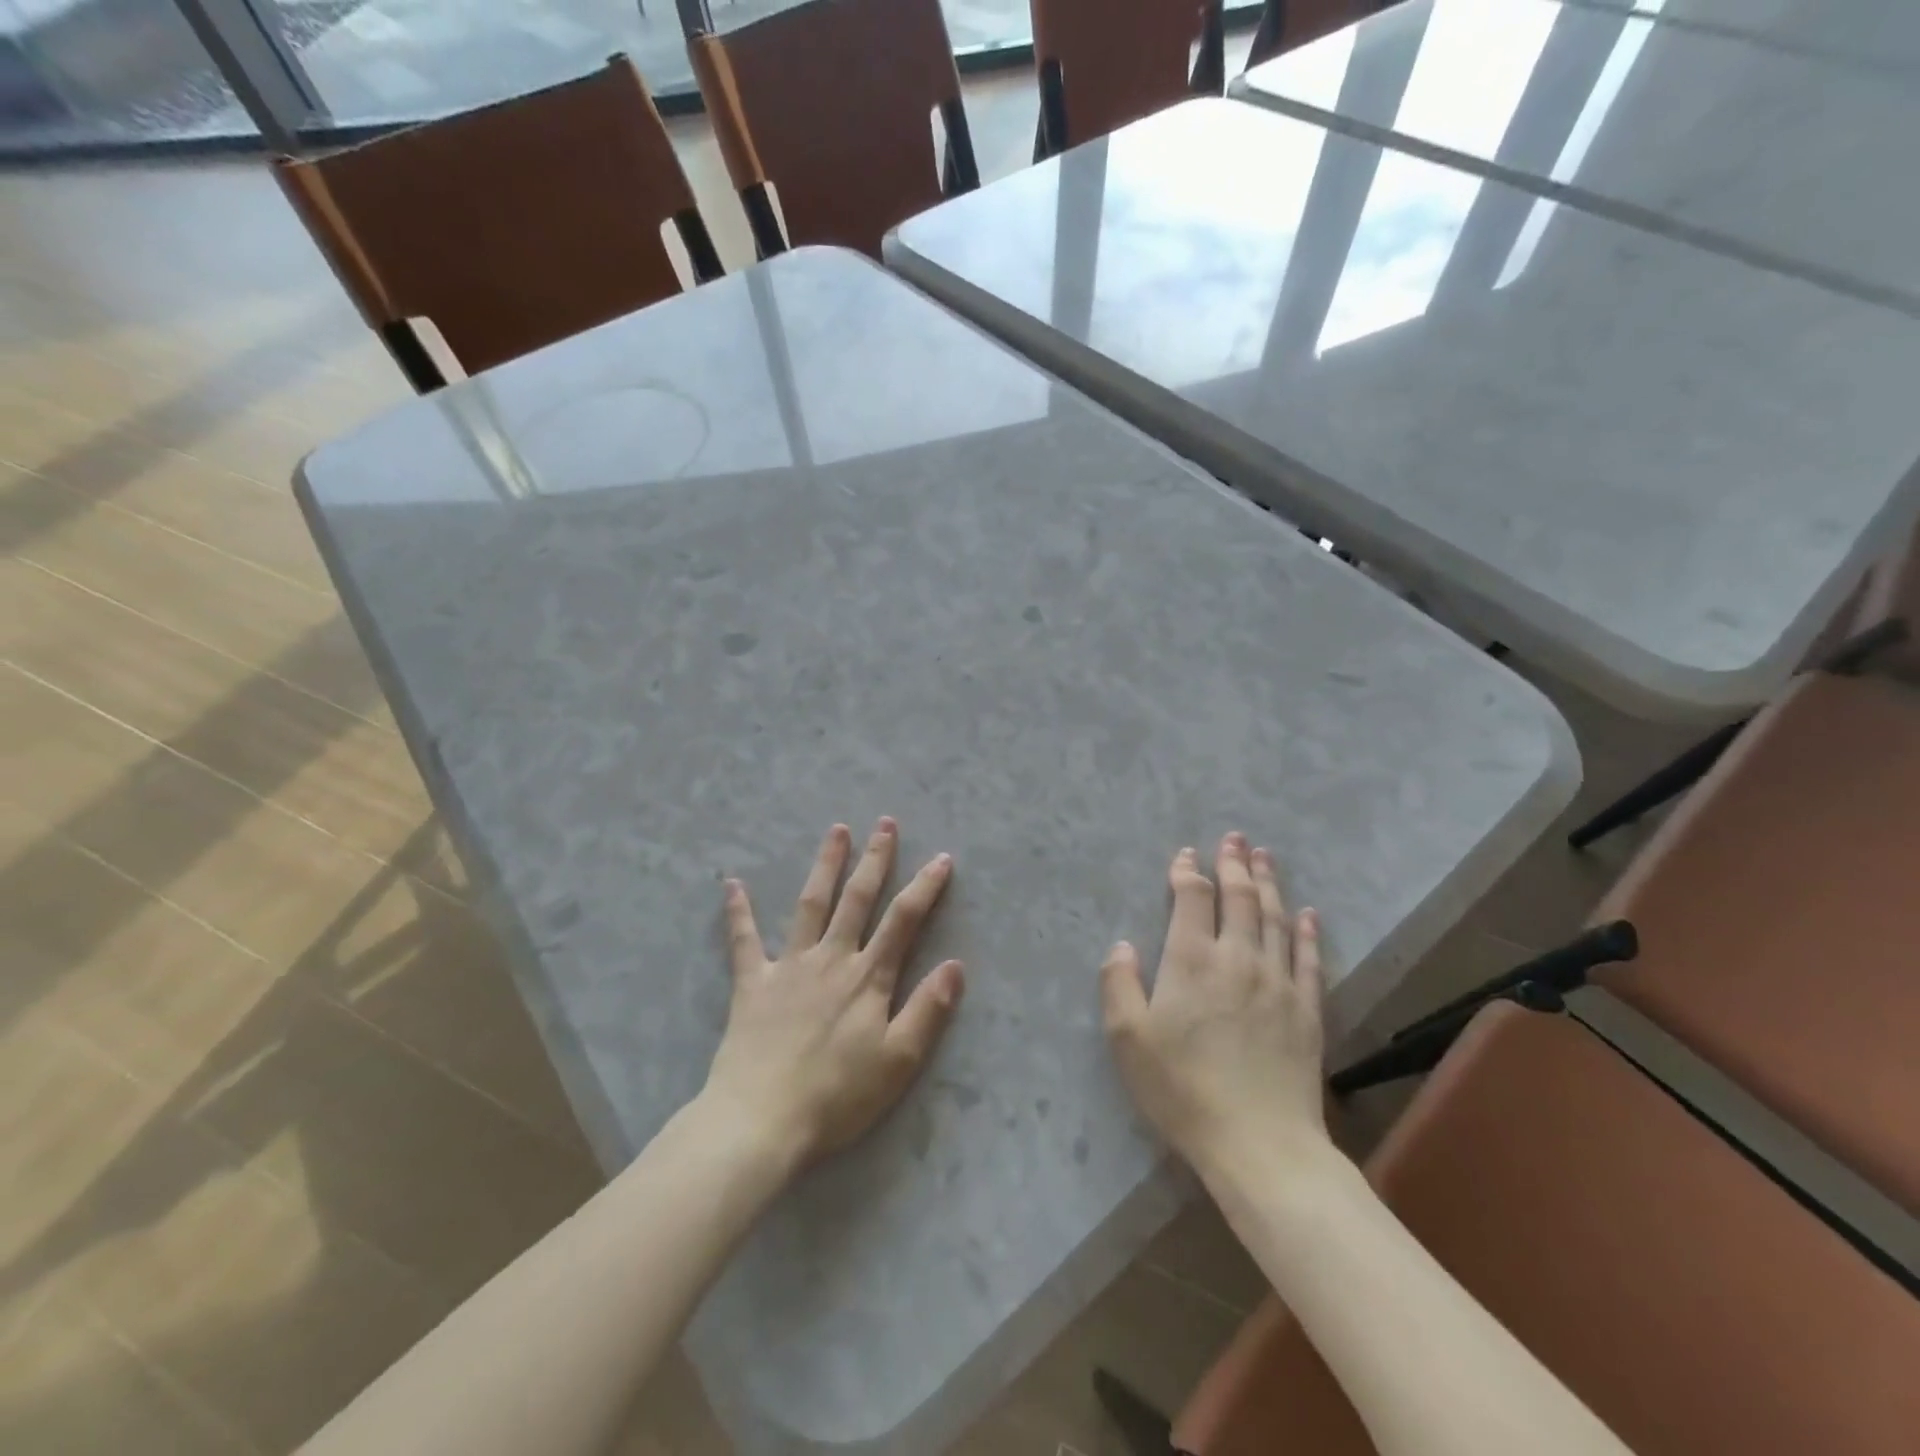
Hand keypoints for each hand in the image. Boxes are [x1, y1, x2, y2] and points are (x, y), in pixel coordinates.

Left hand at [702, 818, 964, 1171]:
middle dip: (875, 859)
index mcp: (867, 978)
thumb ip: (928, 1010)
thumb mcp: (898, 1061)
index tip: (942, 858)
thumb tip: (956, 965)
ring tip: (836, 831)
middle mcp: (831, 959)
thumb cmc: (837, 1096)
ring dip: (825, 865)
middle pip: (857, 899)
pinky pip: (744, 940)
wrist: (761, 1121)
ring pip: (811, 904)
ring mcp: (789, 967)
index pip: (904, 920)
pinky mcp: (753, 984)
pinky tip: (732, 883)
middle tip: (884, 823)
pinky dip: (738, 911)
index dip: (925, 887)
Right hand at [1100, 832, 1328, 1183]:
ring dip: (1269, 883)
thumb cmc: (1183, 1089)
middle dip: (1234, 863)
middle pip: (1239, 897)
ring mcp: (1278, 981)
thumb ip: (1118, 984)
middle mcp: (1238, 957)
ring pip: (1275, 917)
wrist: (1259, 1143)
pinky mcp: (1307, 1008)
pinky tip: (1307, 912)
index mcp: (1191, 960)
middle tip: (1234, 838)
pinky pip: (1309, 957)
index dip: (1187, 872)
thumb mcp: (1128, 1039)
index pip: (1192, 899)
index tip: (1185, 855)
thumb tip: (1122, 945)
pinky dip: (1307, 930)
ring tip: (1265, 857)